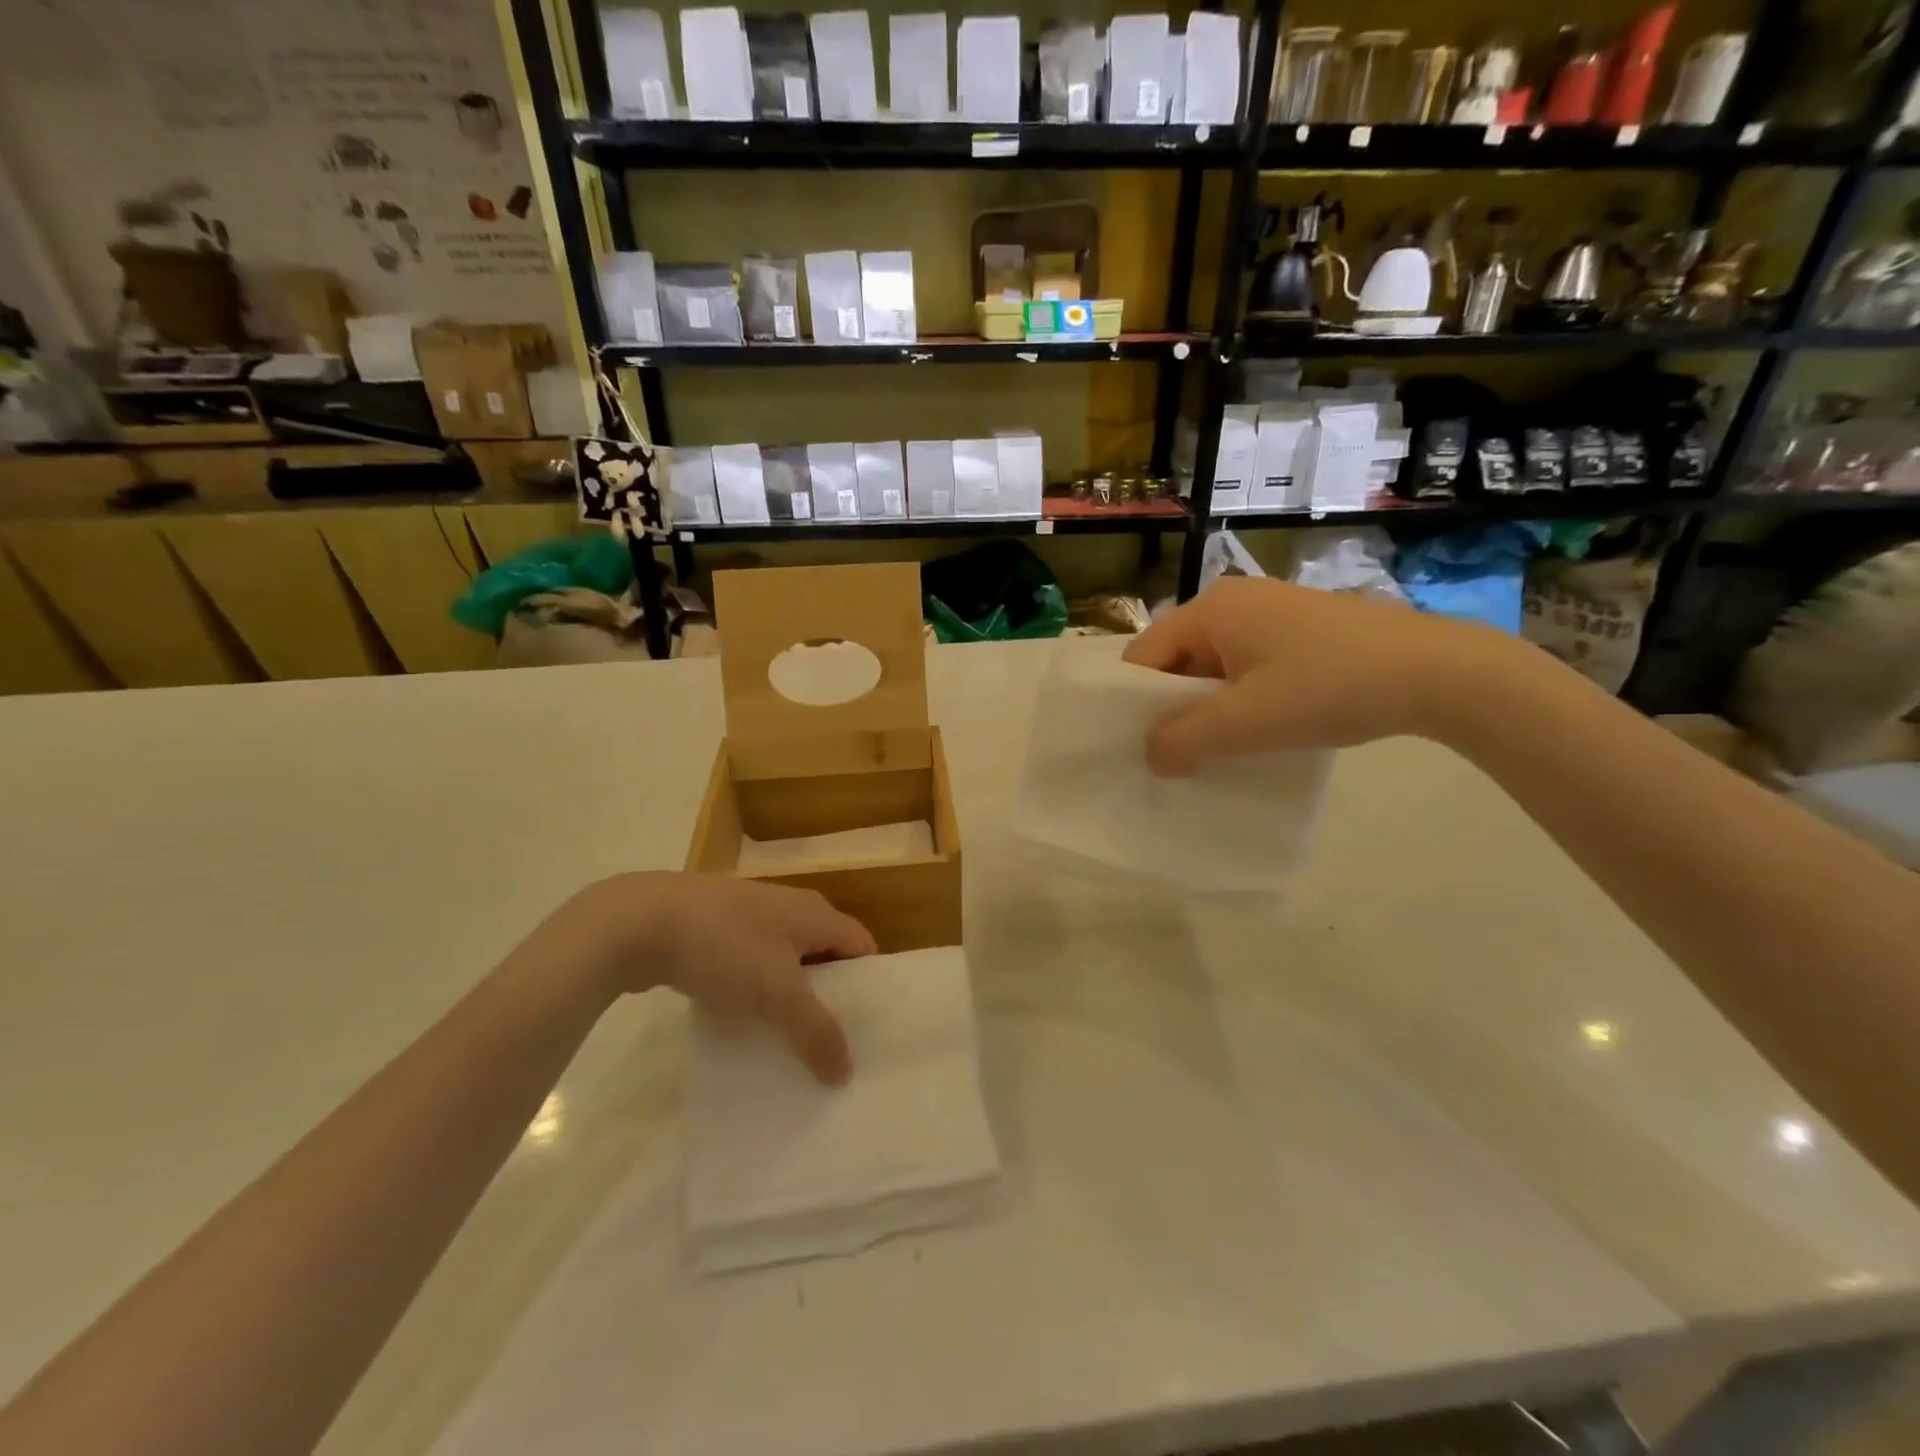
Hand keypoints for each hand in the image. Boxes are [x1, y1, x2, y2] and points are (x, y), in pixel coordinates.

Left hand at [559, 873, 874, 1083]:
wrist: (641, 921)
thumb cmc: (726, 947)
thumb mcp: (778, 993)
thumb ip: (816, 1031)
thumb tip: (847, 1072)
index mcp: (816, 913)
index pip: (862, 946)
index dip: (869, 985)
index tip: (870, 1029)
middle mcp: (790, 908)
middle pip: (825, 955)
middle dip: (830, 997)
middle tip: (832, 1045)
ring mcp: (750, 916)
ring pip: (784, 962)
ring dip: (789, 998)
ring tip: (790, 1043)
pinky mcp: (716, 930)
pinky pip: (750, 964)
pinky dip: (754, 992)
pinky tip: (743, 1024)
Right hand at [1123, 577, 1503, 772]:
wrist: (1439, 672)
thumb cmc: (1327, 688)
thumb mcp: (1244, 722)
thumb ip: (1181, 741)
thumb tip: (1151, 756)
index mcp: (1210, 608)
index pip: (1143, 656)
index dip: (1135, 704)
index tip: (1143, 748)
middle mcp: (1234, 600)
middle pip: (1177, 660)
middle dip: (1174, 708)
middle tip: (1181, 756)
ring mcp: (1272, 611)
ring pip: (1214, 666)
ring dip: (1210, 708)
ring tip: (1223, 748)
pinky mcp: (1303, 629)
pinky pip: (1248, 666)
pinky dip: (1243, 699)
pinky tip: (1263, 728)